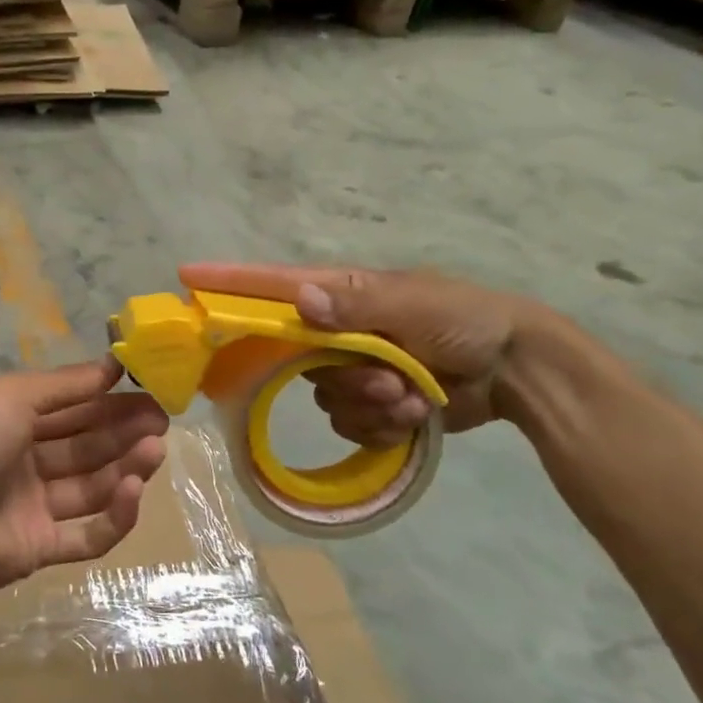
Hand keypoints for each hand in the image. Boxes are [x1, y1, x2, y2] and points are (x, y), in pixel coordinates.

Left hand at [0, 358, 169, 595]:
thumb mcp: (15, 395)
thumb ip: (67, 385)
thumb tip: (113, 365)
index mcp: (14, 422)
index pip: (73, 410)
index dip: (110, 401)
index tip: (150, 392)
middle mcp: (25, 463)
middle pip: (86, 447)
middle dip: (124, 432)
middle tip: (162, 422)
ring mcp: (32, 508)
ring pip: (91, 487)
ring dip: (126, 468)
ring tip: (154, 450)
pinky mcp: (38, 549)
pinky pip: (85, 535)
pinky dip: (114, 516)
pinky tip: (134, 491)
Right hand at [179, 263, 542, 447]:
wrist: (517, 369)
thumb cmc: (465, 320)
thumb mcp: (415, 306)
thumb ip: (357, 306)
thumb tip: (300, 301)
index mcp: (341, 295)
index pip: (272, 285)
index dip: (228, 282)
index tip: (186, 278)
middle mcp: (337, 330)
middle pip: (297, 359)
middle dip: (343, 376)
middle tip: (385, 380)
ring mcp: (353, 368)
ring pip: (326, 398)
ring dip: (372, 405)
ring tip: (414, 396)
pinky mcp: (372, 403)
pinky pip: (351, 423)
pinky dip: (386, 424)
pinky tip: (420, 413)